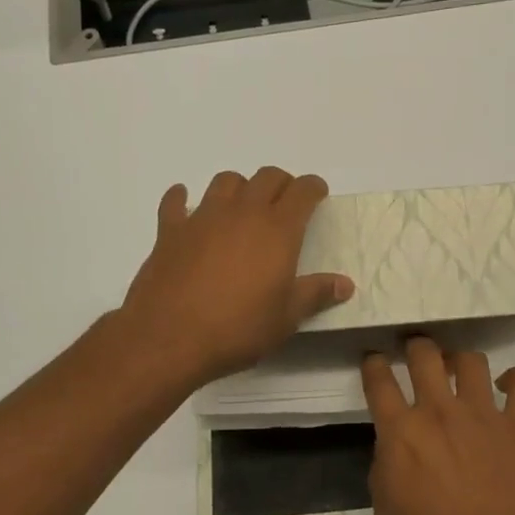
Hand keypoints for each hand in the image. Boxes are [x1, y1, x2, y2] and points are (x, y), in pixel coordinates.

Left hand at [119, 168, 354, 387]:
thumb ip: (316, 294)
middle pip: (266, 177)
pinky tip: (184, 204)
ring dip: (239, 187)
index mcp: (277, 229)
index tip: (317, 195)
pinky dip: (182, 198)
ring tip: (242, 206)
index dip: (313, 188)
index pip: (302, 191)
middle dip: (281, 183)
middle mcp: (242, 212)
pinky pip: (175, 202)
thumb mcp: (286, 317)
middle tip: (285, 203)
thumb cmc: (238, 328)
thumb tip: (345, 284)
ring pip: (225, 182)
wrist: (169, 336)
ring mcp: (203, 217)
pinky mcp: (170, 230)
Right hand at [362, 337, 514, 514]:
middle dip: (416, 345)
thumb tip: (394, 447)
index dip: (373, 364)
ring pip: (471, 360)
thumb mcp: (386, 512)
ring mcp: (482, 414)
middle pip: (424, 354)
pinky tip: (506, 387)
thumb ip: (384, 468)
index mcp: (401, 431)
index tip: (374, 360)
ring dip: (460, 360)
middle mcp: (439, 411)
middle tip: (415, 351)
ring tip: (458, 368)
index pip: (379, 381)